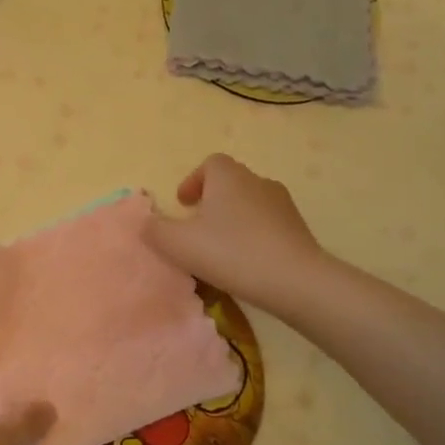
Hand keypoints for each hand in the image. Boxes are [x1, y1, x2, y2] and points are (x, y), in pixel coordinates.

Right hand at [146, 154, 324, 315]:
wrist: (295, 280)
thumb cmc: (231, 253)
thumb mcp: (178, 244)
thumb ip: (154, 230)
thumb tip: (146, 222)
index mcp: (228, 177)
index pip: (210, 164)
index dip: (193, 181)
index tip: (184, 205)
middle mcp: (257, 181)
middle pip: (230, 182)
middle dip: (212, 200)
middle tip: (197, 228)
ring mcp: (282, 204)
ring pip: (250, 203)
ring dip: (233, 219)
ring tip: (221, 247)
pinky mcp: (298, 228)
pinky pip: (267, 224)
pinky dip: (253, 235)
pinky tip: (246, 261)